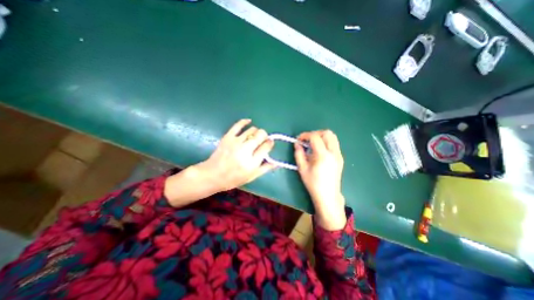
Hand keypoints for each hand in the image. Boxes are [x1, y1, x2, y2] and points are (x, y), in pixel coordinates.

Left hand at [194, 118, 274, 191]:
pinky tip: (249, 121)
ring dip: (256, 132)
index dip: (270, 143)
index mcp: (252, 162)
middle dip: (265, 136)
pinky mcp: (228, 137)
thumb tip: (276, 162)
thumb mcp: (251, 177)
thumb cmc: (233, 178)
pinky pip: (238, 125)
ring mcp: (236, 141)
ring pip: (252, 129)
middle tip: (262, 141)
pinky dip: (245, 121)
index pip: (267, 146)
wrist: (213, 175)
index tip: (269, 144)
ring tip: (254, 137)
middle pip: (261, 135)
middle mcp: (246, 150)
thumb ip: (265, 168)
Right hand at [292, 131, 345, 229]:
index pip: (315, 137)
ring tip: (312, 144)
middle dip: (315, 133)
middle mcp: (333, 152)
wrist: (328, 196)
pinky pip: (334, 144)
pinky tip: (319, 151)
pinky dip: (326, 142)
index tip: (299, 139)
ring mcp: (339, 155)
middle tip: (307, 140)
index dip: (305, 135)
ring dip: (321, 137)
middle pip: (327, 133)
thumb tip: (297, 144)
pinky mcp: (340, 158)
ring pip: (333, 137)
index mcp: (323, 155)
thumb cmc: (313, 183)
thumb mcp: (302, 169)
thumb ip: (299, 154)